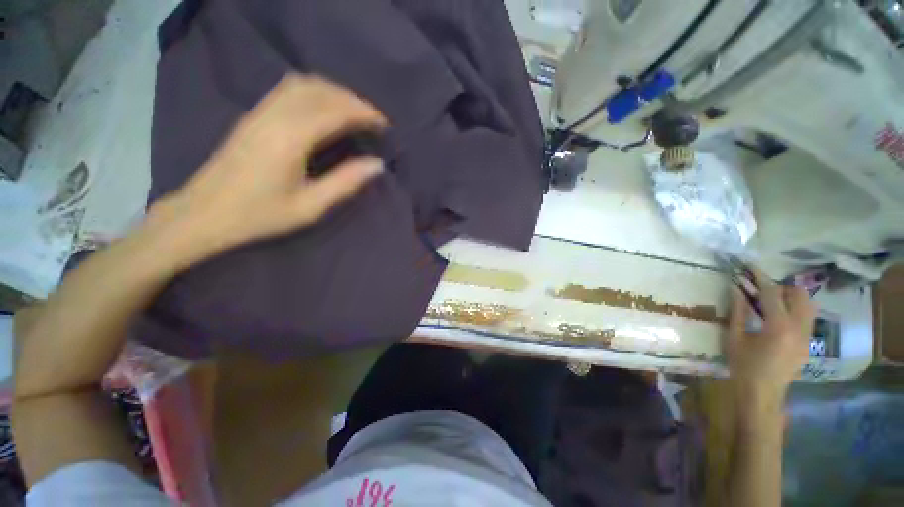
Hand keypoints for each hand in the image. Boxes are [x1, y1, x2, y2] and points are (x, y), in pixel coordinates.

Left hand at [144, 74, 386, 267]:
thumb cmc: (261, 215)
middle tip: (373, 118)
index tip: (384, 125)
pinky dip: (315, 91)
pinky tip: (325, 108)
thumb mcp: (310, 207)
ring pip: (303, 84)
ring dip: (333, 92)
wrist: (206, 212)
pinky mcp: (253, 115)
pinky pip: (288, 89)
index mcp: (291, 138)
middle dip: (352, 99)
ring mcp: (260, 112)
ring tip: (354, 111)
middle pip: (320, 90)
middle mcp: (275, 116)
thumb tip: (377, 165)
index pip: (335, 111)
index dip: (363, 113)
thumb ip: (345, 183)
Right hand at [726, 270, 816, 412]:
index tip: (751, 266)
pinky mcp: (808, 343)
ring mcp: (807, 336)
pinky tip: (778, 318)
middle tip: (761, 290)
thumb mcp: (734, 337)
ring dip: (791, 298)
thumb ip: (738, 311)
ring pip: (808, 305)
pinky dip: (795, 310)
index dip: (760, 277)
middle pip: (799, 295)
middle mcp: (799, 328)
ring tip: (771, 303)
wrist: (762, 394)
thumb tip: (736, 289)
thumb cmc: (743, 365)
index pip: (772, 293)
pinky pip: (807, 318)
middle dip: (781, 287)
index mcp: (778, 326)